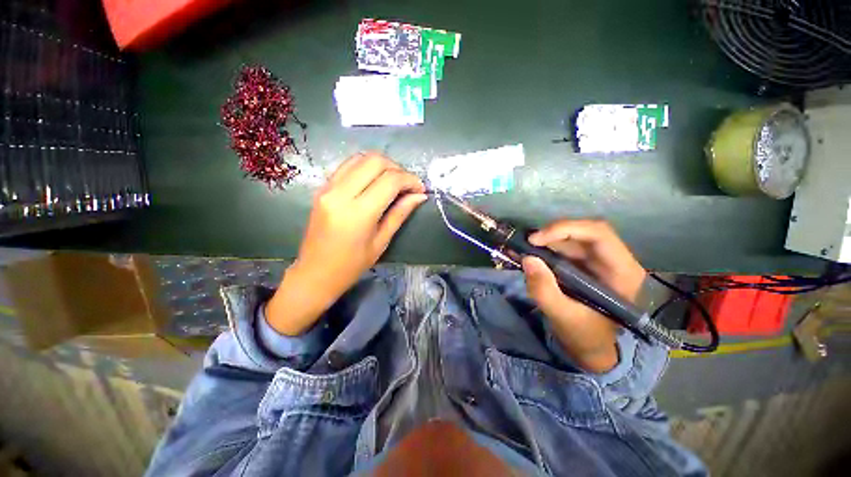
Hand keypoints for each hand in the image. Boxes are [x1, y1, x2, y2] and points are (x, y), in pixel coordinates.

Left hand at [266, 153, 426, 335]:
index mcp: (358, 213)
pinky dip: (366, 167)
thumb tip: (420, 196)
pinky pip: (347, 165)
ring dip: (382, 164)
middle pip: (375, 161)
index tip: (420, 188)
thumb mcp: (381, 241)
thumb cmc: (351, 265)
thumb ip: (400, 213)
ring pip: (360, 157)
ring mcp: (328, 188)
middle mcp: (340, 194)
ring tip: (393, 181)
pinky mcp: (322, 187)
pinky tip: (375, 180)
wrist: (315, 273)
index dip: (410, 180)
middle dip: (397, 168)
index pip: (390, 181)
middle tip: (407, 184)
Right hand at [521, 220, 646, 372]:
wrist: (590, 347)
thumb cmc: (585, 336)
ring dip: (544, 241)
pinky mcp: (582, 264)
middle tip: (525, 244)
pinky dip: (542, 248)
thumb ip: (545, 290)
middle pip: (582, 232)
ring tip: (520, 249)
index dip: (566, 229)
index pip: (599, 234)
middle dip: (551, 235)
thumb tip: (527, 259)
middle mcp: (612, 260)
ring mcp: (596, 261)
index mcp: (621, 272)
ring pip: (570, 238)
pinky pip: (562, 247)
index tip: (535, 240)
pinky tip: (525, 253)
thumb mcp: (563, 317)